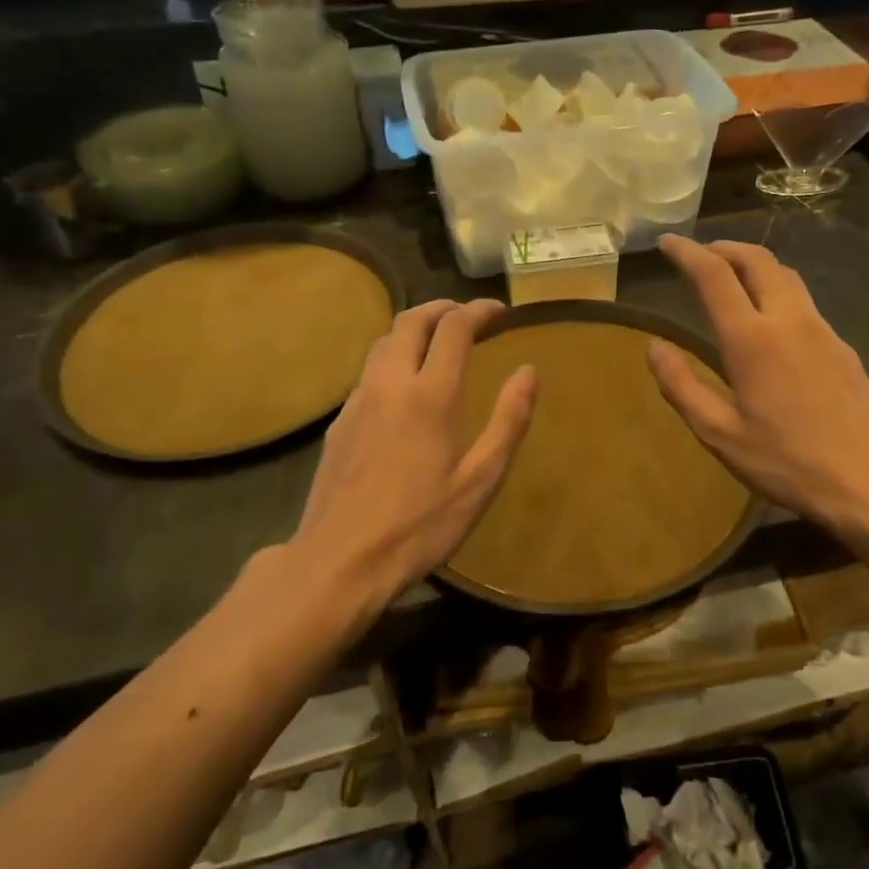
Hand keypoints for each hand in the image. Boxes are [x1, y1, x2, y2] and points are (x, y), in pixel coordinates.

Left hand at [278, 299, 537, 621]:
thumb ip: (508, 421)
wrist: (340, 560)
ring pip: (383, 342)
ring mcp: (358, 400)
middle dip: (442, 308)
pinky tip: (405, 388)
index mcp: (430, 394)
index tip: (500, 311)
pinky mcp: (339, 422)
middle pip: (411, 321)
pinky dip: (393, 359)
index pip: (454, 327)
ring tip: (438, 342)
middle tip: (467, 315)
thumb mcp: (480, 480)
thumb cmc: (421, 524)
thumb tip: (529, 372)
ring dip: (414, 329)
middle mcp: (390, 383)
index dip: (479, 311)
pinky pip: (369, 372)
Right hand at [648, 236, 868, 540]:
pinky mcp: (842, 346)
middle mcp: (788, 320)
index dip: (687, 252)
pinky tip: (770, 320)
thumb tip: (655, 348)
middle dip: (724, 248)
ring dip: (754, 264)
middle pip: (757, 259)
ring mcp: (822, 329)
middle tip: (700, 254)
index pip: (714, 274)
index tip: (667, 243)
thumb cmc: (787, 461)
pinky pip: (803, 300)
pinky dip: (776, 290)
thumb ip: (682, 386)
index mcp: (751, 339)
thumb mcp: (720, 434)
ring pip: (786, 275)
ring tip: (732, 278)